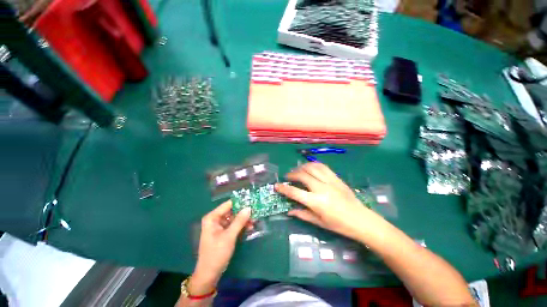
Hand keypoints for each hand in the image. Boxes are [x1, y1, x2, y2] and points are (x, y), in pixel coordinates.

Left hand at [190, 201, 250, 294]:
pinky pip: (234, 225)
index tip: (252, 202)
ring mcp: (219, 226)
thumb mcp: (229, 236)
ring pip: (234, 218)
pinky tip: (250, 227)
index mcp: (212, 217)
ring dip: (244, 220)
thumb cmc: (217, 254)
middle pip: (232, 211)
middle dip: (243, 212)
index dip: (240, 202)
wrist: (209, 274)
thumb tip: (249, 208)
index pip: (228, 204)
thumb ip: (239, 221)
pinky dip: (241, 226)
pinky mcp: (223, 233)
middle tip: (255, 212)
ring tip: (254, 221)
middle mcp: (215, 219)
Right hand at [275, 163, 380, 241]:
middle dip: (292, 174)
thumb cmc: (339, 225)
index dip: (283, 188)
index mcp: (316, 202)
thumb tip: (289, 210)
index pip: (295, 192)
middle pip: (302, 175)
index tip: (276, 185)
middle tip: (288, 177)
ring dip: (302, 167)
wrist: (361, 220)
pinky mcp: (336, 178)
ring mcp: (330, 181)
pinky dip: (313, 165)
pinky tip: (310, 167)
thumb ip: (302, 214)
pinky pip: (323, 167)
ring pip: (312, 167)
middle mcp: (322, 188)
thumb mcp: (319, 222)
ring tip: (297, 170)